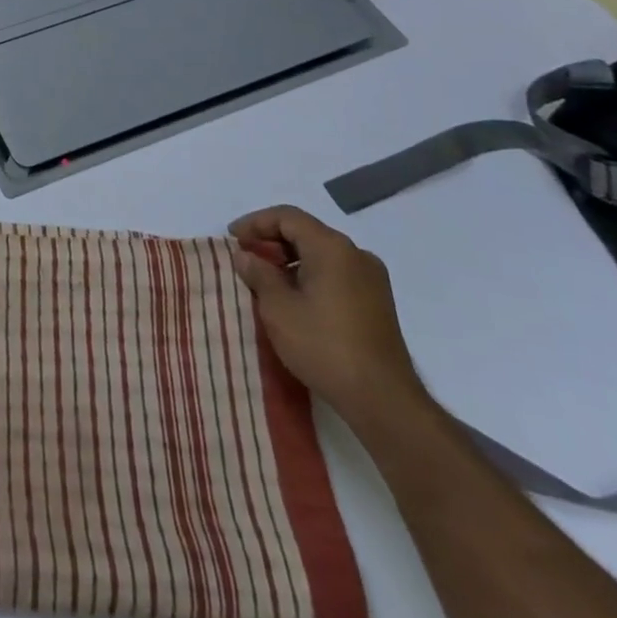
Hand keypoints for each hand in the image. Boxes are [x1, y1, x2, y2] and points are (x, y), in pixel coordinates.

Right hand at [228, 205, 431, 429]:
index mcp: (332, 248)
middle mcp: (356, 255)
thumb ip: (258, 274)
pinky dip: (310, 275)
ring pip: (321, 254)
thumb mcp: (278, 308)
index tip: (232, 240)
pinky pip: (335, 274)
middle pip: (306, 232)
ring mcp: (371, 280)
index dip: (255, 223)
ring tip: (264, 281)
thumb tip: (247, 256)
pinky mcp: (377, 303)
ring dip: (289, 260)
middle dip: (271, 241)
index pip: (287, 217)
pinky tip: (293, 299)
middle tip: (245, 259)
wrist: (383, 400)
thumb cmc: (324, 345)